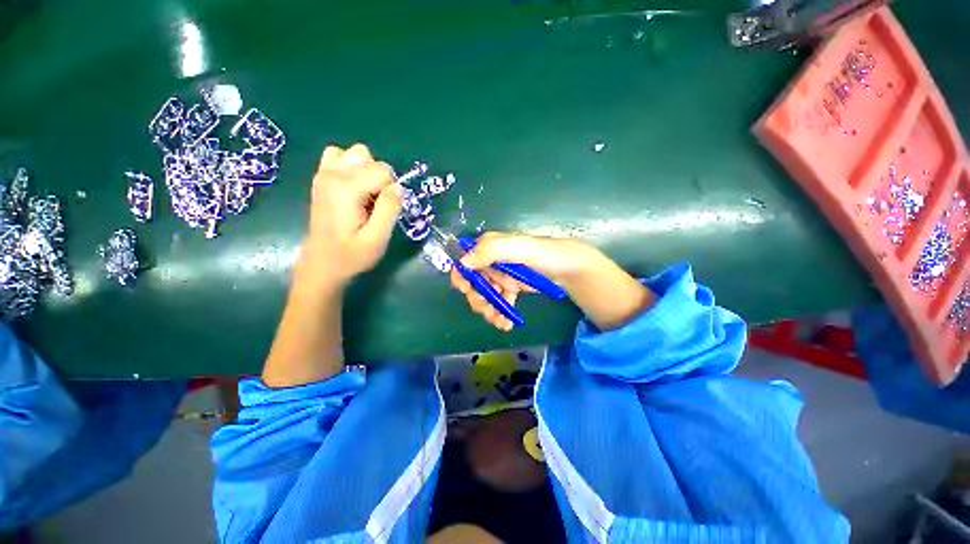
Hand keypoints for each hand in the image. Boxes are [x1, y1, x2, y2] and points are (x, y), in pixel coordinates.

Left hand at [300, 144, 402, 286]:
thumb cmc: (352, 256)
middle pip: (370, 158)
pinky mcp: (321, 179)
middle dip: (380, 179)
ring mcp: (323, 174)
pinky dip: (351, 167)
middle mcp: (332, 174)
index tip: (383, 211)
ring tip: (365, 194)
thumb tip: (399, 187)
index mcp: (346, 189)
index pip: (383, 171)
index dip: (391, 191)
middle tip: (375, 204)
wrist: (322, 265)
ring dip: (366, 170)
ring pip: (355, 153)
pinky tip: (353, 187)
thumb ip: (389, 209)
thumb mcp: (377, 238)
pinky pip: (338, 156)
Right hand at [449, 233, 594, 331]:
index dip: (462, 277)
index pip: (465, 261)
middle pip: (473, 283)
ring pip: (484, 296)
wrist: (568, 269)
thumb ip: (491, 250)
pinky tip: (505, 323)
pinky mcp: (509, 288)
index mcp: (489, 246)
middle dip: (478, 299)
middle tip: (488, 309)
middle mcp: (491, 261)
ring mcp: (500, 276)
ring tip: (499, 321)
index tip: (467, 290)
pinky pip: (498, 302)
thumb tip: (463, 263)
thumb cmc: (544, 254)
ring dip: (488, 310)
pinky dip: (499, 314)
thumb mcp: (519, 248)